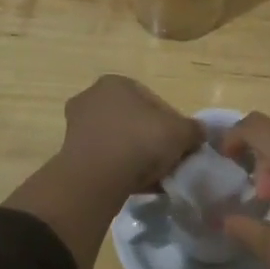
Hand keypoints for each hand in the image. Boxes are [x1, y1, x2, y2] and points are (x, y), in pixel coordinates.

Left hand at [59, 75, 201, 198]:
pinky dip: (119, 170)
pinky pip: (104, 159)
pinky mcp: (70, 153)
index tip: (180, 145)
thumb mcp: (180, 133)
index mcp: (116, 82)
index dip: (172, 124)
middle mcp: (92, 97)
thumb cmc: (139, 142)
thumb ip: (193, 130)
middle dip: (151, 140)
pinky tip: (135, 186)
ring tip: (153, 178)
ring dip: (135, 156)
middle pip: (134, 120)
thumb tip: (199, 133)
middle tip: (167, 161)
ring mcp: (77, 126)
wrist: (95, 179)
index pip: (153, 101)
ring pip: (118, 140)